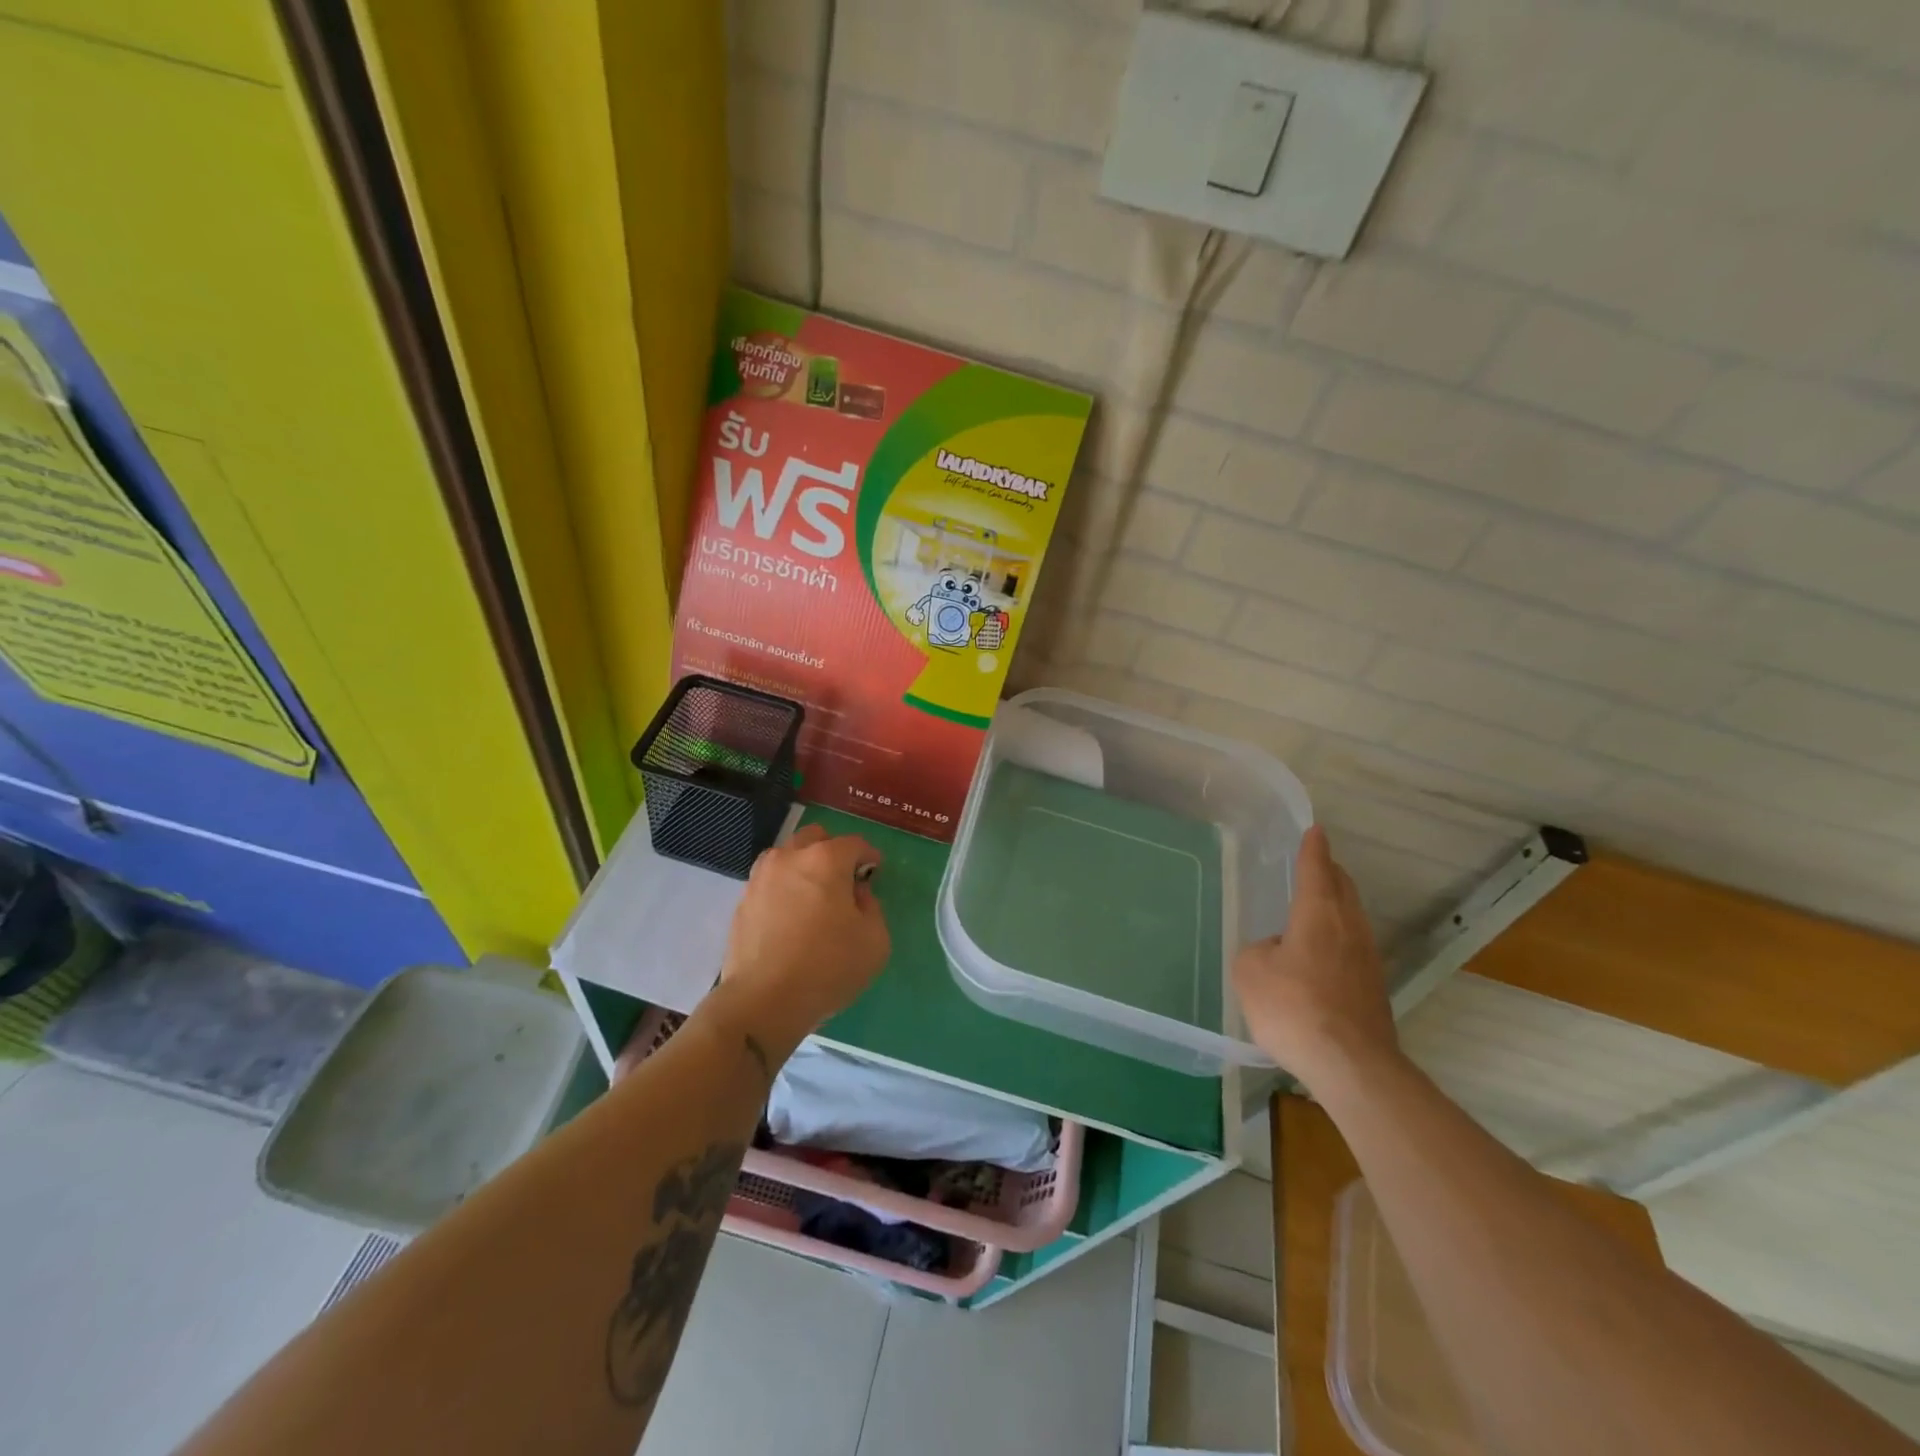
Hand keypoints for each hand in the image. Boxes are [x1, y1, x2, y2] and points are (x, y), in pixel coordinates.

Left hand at [711, 824, 889, 1057]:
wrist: (763, 1001)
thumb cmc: (828, 967)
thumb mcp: (874, 940)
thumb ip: (871, 906)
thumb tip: (855, 893)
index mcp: (826, 860)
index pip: (854, 844)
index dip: (869, 856)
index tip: (874, 872)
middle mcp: (790, 858)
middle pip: (815, 838)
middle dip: (833, 852)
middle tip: (843, 881)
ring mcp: (760, 878)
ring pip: (787, 857)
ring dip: (803, 867)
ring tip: (813, 898)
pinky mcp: (742, 902)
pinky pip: (769, 883)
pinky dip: (783, 890)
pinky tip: (790, 918)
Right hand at [1233, 825, 1399, 1092]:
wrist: (1350, 1065)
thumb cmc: (1293, 1006)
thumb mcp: (1250, 971)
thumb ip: (1259, 950)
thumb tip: (1276, 951)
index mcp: (1319, 914)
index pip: (1316, 870)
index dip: (1313, 849)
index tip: (1315, 830)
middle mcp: (1350, 929)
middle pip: (1343, 890)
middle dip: (1330, 873)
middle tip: (1316, 864)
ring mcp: (1368, 960)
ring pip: (1353, 919)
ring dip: (1338, 905)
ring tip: (1318, 906)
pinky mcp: (1374, 990)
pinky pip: (1354, 948)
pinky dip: (1339, 938)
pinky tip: (1322, 955)